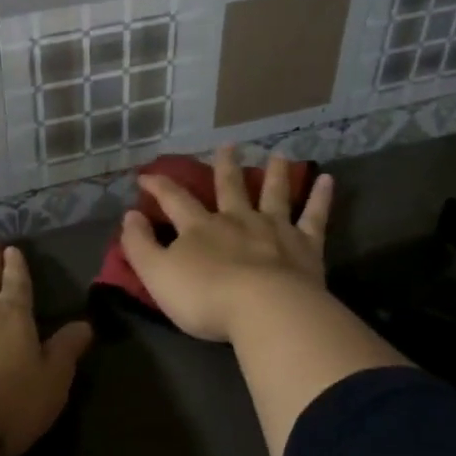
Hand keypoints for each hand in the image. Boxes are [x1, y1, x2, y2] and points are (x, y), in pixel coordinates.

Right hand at [120, 146, 335, 343]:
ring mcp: (274, 230)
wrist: (264, 310)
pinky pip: (314, 217)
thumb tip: (129, 215)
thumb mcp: (157, 275)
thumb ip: (140, 246)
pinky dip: (320, 198)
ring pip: (273, 194)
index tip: (146, 175)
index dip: (158, 186)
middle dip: (225, 167)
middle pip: (230, 187)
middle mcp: (237, 220)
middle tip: (228, 146)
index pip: (174, 200)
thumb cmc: (205, 297)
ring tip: (278, 154)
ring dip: (275, 173)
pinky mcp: (305, 246)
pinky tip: (327, 180)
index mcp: (200, 228)